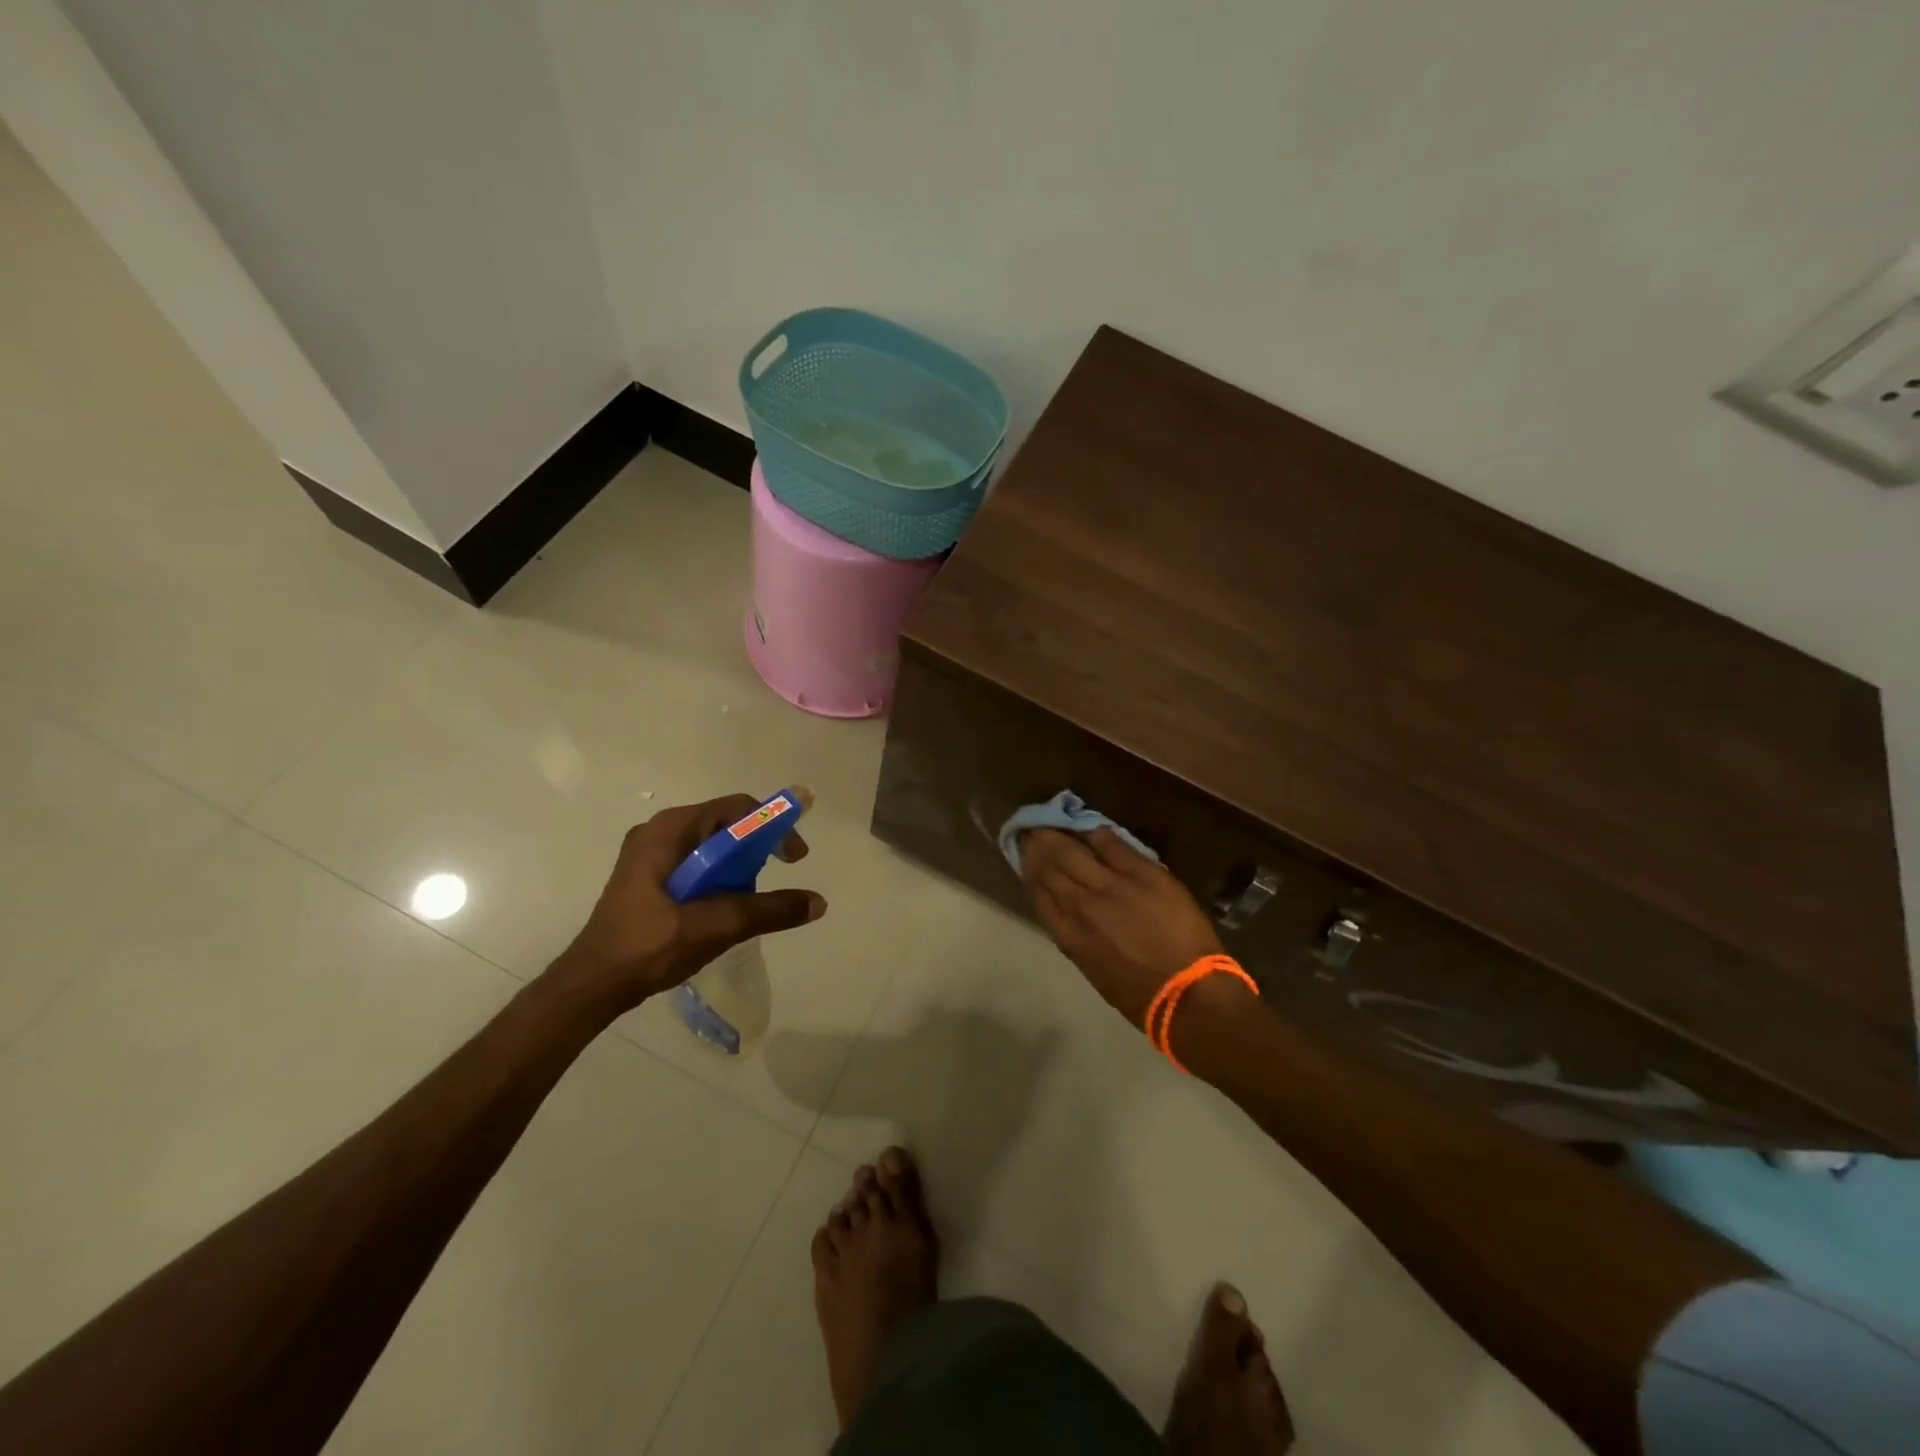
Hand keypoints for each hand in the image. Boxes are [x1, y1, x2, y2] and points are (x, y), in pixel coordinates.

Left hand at [547, 794, 825, 1015]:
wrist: (592, 986)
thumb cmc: (649, 947)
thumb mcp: (715, 926)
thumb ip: (768, 910)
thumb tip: (818, 902)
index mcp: (669, 830)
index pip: (736, 809)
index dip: (773, 826)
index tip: (795, 858)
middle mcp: (659, 832)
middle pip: (725, 825)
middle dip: (757, 849)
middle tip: (776, 878)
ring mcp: (649, 854)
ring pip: (712, 847)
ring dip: (738, 868)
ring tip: (748, 901)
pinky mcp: (648, 877)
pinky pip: (697, 864)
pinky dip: (719, 878)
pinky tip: (724, 908)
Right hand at [1020, 828, 1224, 1027]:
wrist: (1189, 994)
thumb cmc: (1140, 995)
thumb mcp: (1093, 968)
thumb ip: (1076, 935)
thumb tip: (1068, 909)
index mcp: (1068, 933)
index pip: (1038, 890)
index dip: (1029, 868)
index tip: (1025, 854)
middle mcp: (1081, 904)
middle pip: (1050, 864)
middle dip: (1039, 845)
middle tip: (1033, 829)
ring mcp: (1111, 885)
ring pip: (1074, 850)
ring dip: (1059, 834)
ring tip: (1052, 822)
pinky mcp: (1142, 873)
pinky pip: (1112, 844)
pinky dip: (1096, 834)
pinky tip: (1091, 828)